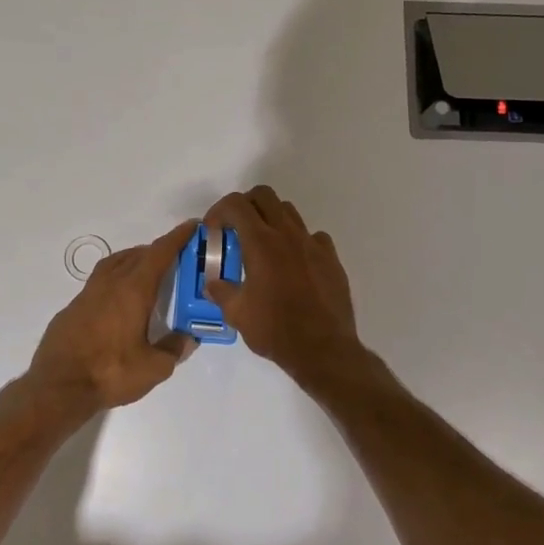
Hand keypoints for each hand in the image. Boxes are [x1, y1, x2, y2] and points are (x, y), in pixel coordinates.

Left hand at [27, 221, 197, 411]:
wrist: (58, 386)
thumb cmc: (111, 372)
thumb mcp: (154, 368)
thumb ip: (174, 349)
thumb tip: (188, 338)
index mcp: (133, 290)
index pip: (159, 254)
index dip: (177, 238)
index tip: (191, 227)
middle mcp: (110, 284)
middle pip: (137, 255)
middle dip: (157, 250)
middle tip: (174, 257)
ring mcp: (87, 294)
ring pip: (114, 264)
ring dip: (133, 260)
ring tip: (146, 271)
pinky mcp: (72, 308)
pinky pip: (99, 282)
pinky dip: (115, 279)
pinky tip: (118, 300)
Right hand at [203, 186, 360, 379]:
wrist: (323, 349)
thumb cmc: (275, 330)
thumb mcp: (237, 313)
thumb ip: (221, 291)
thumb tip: (212, 283)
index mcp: (260, 243)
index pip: (236, 204)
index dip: (219, 211)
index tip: (213, 230)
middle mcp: (287, 234)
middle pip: (264, 195)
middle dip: (245, 205)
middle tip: (236, 228)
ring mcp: (312, 244)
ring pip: (289, 211)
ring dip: (271, 219)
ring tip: (263, 245)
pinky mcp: (331, 258)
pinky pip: (313, 236)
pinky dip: (298, 241)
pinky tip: (293, 262)